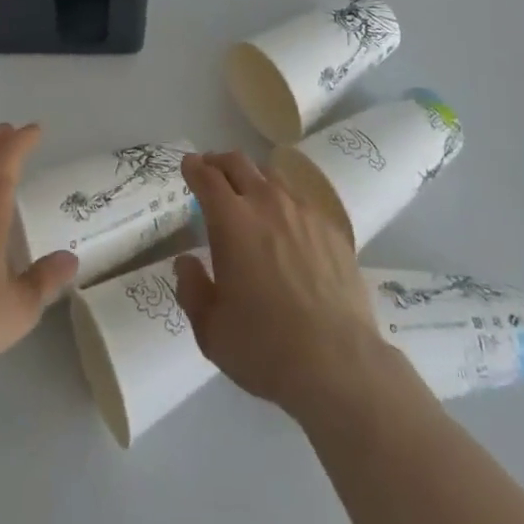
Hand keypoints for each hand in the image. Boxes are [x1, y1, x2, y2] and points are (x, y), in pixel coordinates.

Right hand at [174, 151, 388, 419]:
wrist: (337, 362)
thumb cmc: (265, 347)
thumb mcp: (211, 331)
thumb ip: (192, 289)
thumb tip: (185, 262)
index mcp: (232, 221)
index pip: (207, 178)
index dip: (194, 167)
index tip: (188, 164)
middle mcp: (267, 203)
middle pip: (239, 163)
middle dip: (220, 161)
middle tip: (211, 169)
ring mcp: (303, 211)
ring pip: (272, 177)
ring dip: (253, 178)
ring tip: (249, 194)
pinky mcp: (331, 227)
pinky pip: (301, 201)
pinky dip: (284, 202)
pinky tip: (287, 225)